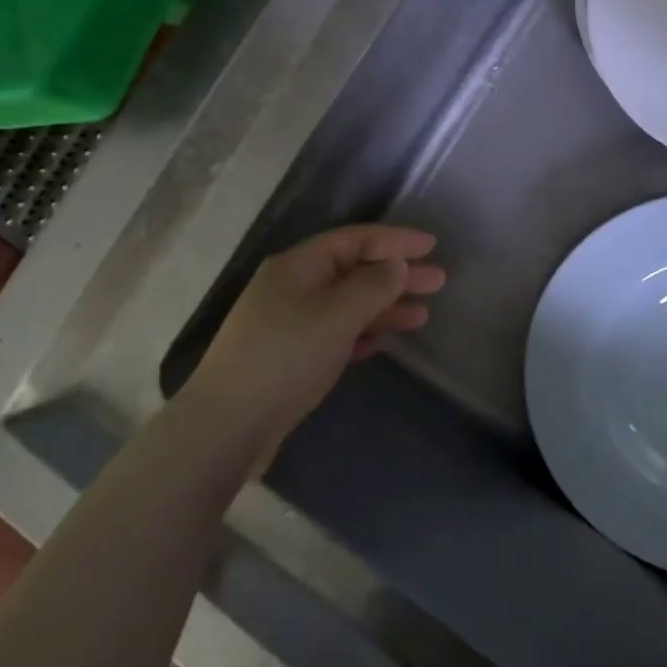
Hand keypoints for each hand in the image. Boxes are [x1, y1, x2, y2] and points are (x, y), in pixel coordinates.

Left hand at [186, 225, 444, 454]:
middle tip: (438, 281)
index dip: (395, 240)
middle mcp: (294, 287)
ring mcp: (291, 323)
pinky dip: (362, 332)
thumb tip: (396, 264)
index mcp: (298, 266)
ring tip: (422, 314)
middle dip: (396, 275)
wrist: (228, 426)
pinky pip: (336, 332)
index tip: (432, 245)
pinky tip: (384, 340)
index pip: (354, 240)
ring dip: (384, 306)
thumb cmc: (284, 358)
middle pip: (353, 270)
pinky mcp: (292, 356)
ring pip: (347, 304)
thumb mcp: (335, 316)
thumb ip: (372, 286)